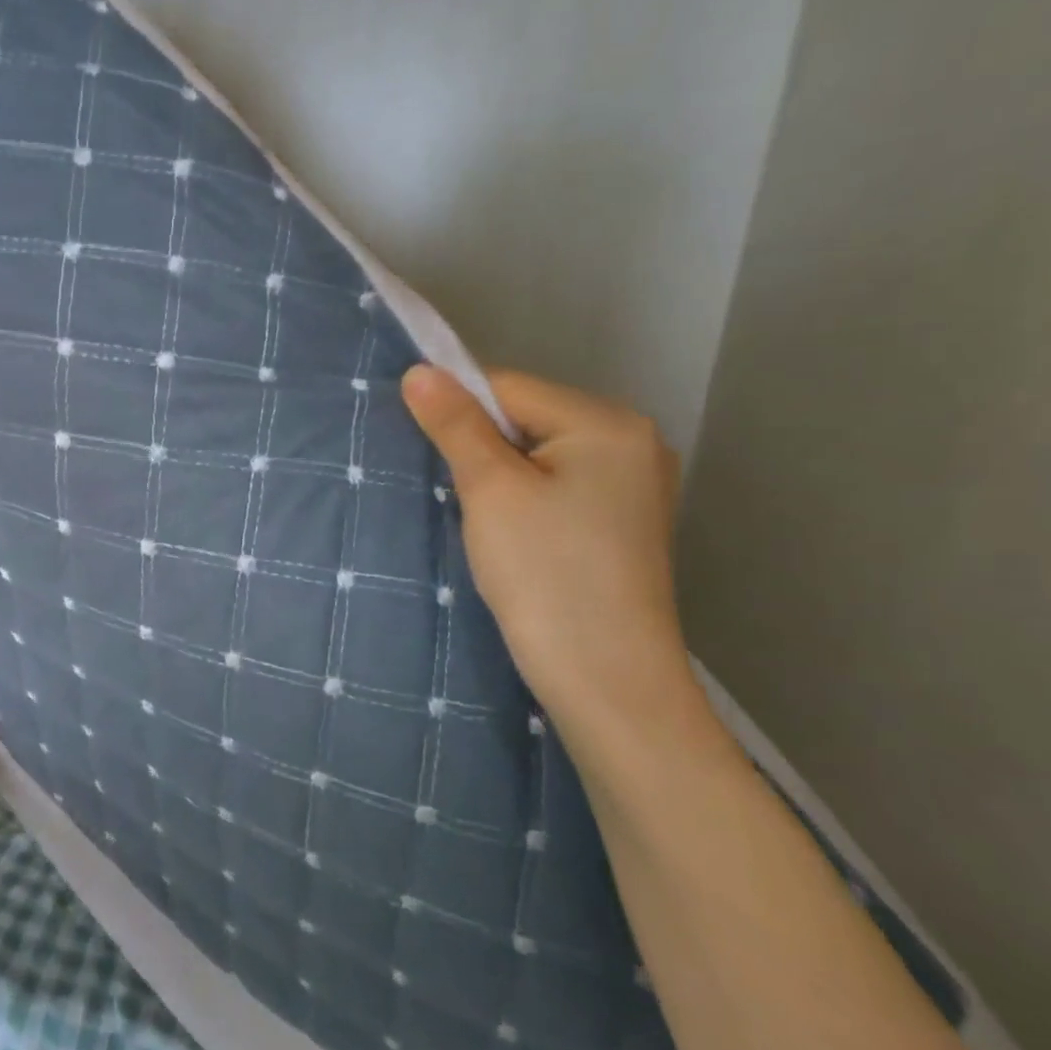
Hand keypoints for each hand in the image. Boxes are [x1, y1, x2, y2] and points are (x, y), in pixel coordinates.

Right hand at [401, 365, 700, 747]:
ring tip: (477, 516)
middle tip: (453, 491)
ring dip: (496, 473)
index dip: (457, 411)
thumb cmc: (545, 573)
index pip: (507, 388)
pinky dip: (520, 496)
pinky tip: (508, 532)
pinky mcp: (619, 521)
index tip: (424, 450)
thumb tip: (419, 370)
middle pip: (525, 418)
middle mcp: (631, 441)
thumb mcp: (490, 489)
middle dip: (478, 445)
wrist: (606, 679)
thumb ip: (455, 424)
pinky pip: (554, 484)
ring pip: (535, 454)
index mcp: (607, 423)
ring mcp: (631, 484)